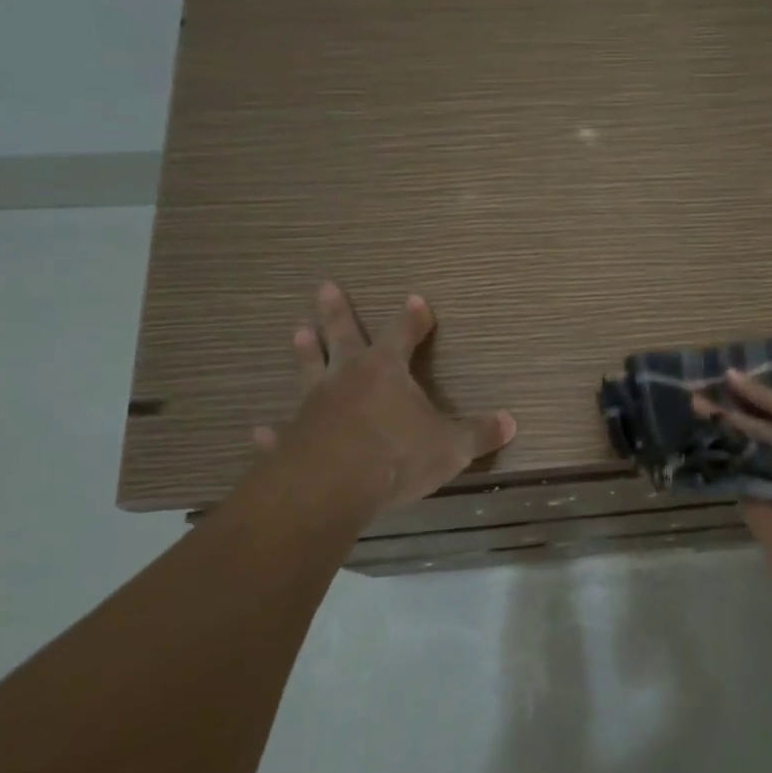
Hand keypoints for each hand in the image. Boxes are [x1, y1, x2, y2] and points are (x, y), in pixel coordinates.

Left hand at [252, 281, 515, 514]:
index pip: (404, 334)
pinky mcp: (292, 439)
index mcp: (387, 371)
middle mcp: (347, 379)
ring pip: (309, 371)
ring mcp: (315, 407)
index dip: (413, 318)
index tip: (415, 299)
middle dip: (337, 312)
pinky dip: (273, 432)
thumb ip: (479, 433)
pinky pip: (282, 432)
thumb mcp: (451, 446)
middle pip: (343, 337)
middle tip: (325, 286)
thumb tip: (511, 422)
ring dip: (305, 352)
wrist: (331, 487)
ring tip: (297, 331)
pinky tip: (260, 430)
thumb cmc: (397, 455)